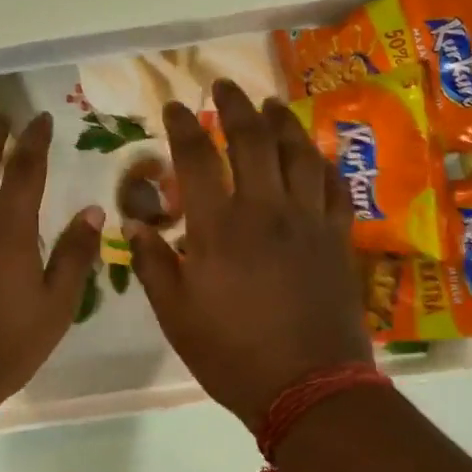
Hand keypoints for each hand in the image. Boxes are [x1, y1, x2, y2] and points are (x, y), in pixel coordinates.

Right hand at [130, 81, 372, 429]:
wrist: (309, 387)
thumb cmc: (232, 354)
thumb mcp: (176, 316)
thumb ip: (153, 264)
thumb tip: (134, 225)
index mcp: (219, 228)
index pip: (197, 158)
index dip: (184, 126)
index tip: (175, 107)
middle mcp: (265, 210)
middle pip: (253, 140)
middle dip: (236, 106)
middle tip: (224, 85)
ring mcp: (308, 221)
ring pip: (299, 154)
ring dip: (283, 123)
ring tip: (271, 105)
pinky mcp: (337, 238)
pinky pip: (334, 186)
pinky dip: (323, 163)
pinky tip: (315, 154)